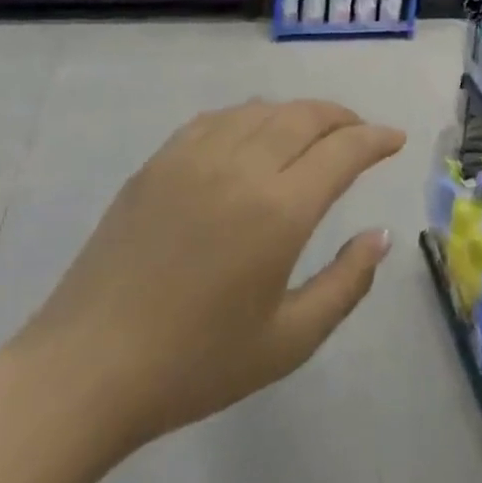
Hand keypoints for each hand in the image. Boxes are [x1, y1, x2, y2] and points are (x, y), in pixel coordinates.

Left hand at [8, 100, 404, 461]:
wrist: (85, 371)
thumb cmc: (195, 364)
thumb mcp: (289, 341)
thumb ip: (347, 283)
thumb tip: (380, 235)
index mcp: (280, 209)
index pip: (344, 150)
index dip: (377, 139)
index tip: (396, 139)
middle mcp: (242, 167)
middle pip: (306, 116)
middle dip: (344, 118)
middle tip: (362, 133)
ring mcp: (194, 158)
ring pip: (263, 110)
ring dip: (300, 113)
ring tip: (315, 132)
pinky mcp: (159, 163)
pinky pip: (218, 119)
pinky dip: (251, 117)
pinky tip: (254, 134)